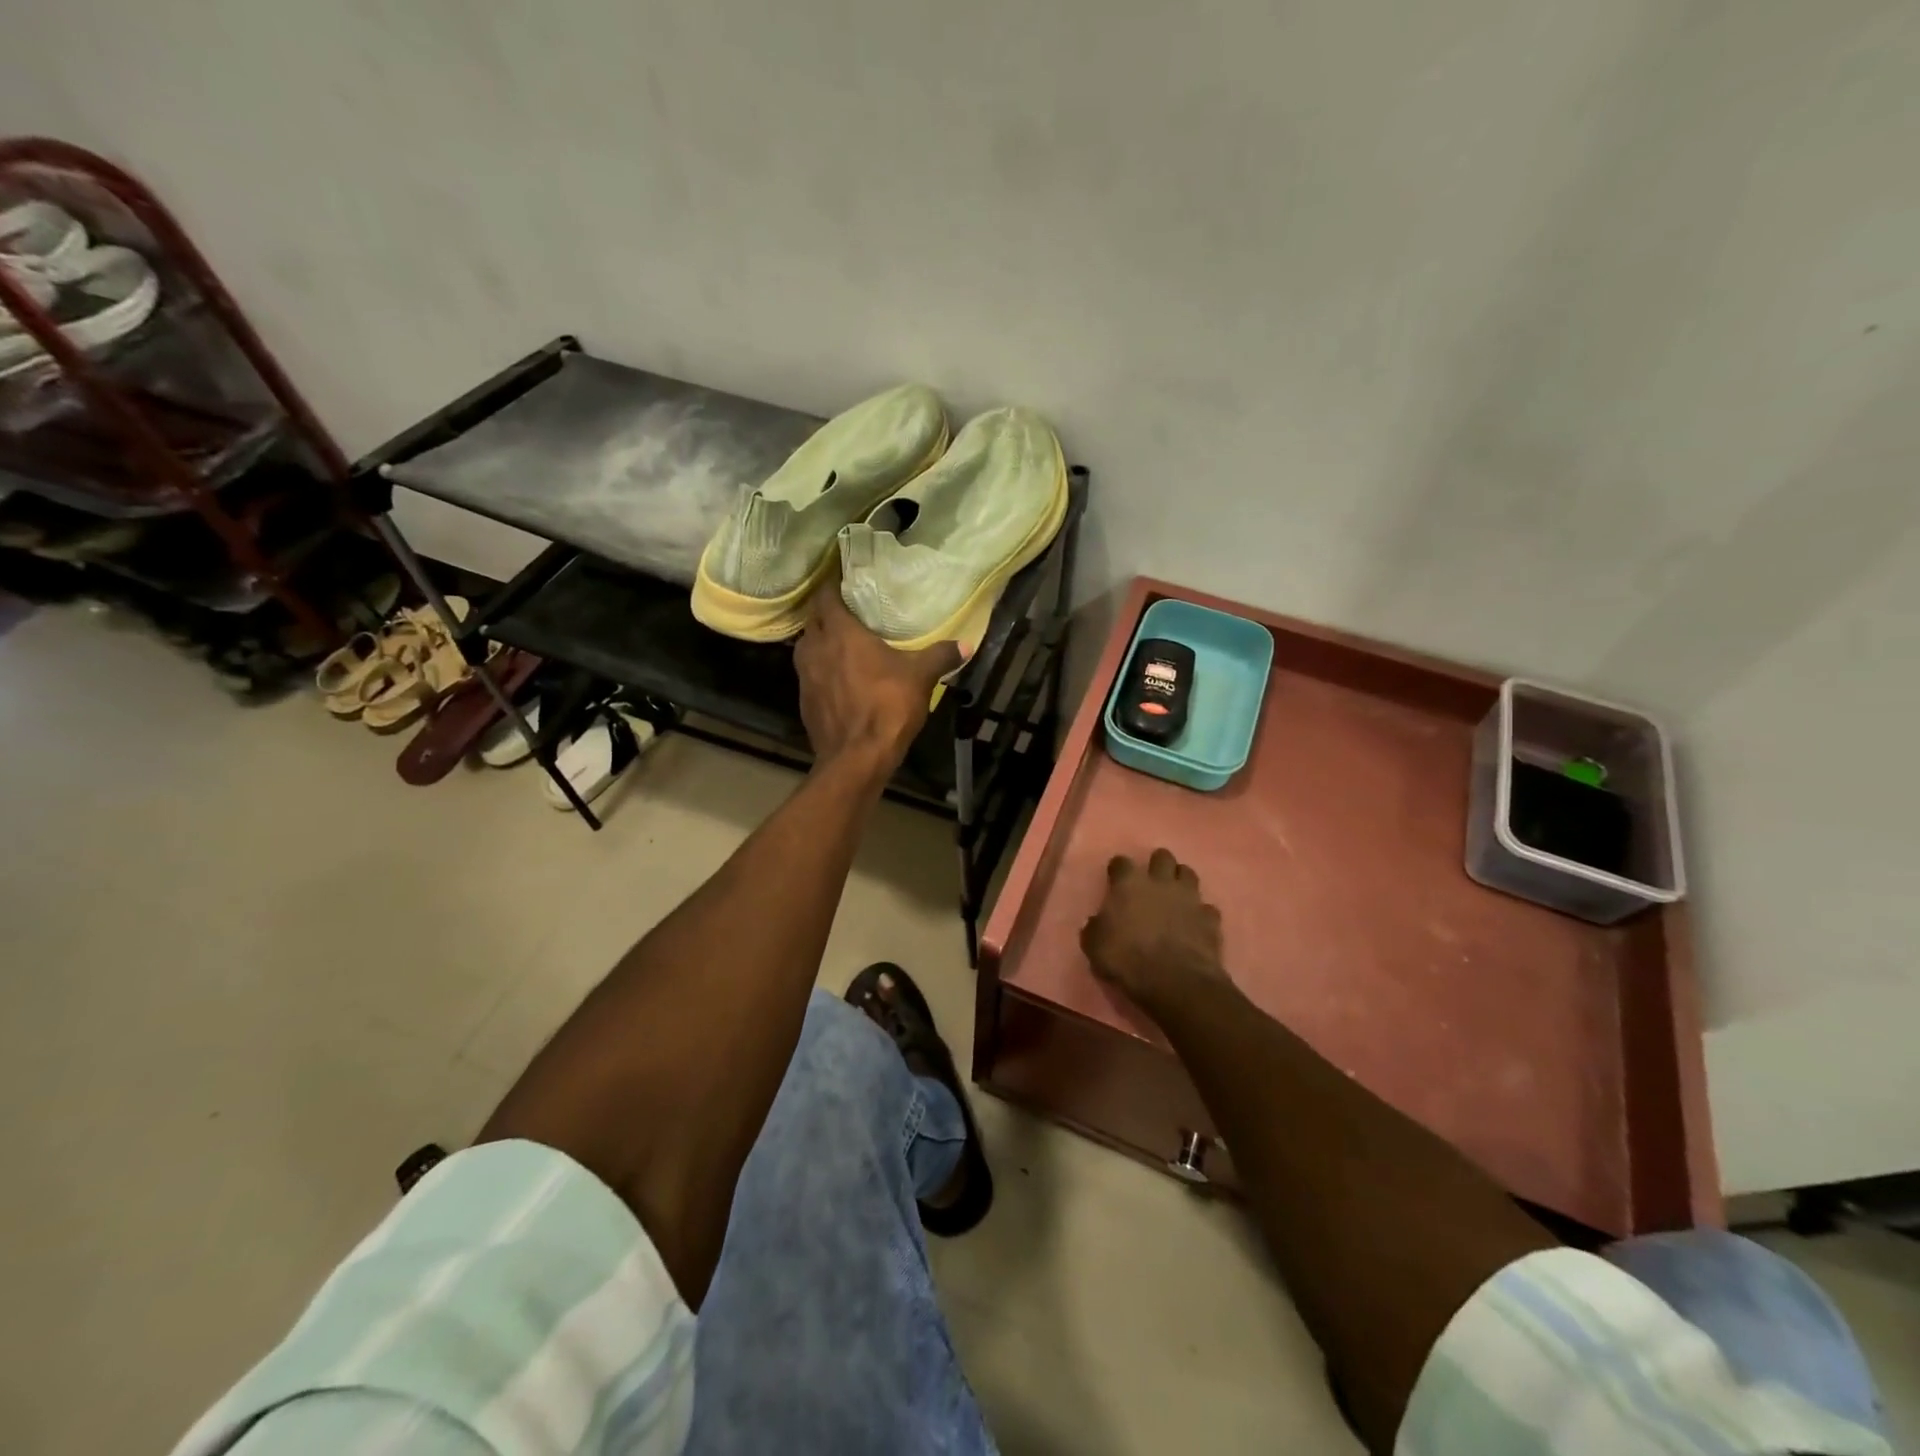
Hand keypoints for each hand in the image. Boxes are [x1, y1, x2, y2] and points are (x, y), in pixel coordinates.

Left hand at [794, 579, 959, 772]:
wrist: (856, 758)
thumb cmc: (887, 706)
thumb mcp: (920, 677)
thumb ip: (940, 656)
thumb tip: (966, 644)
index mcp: (840, 633)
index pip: (826, 596)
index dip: (833, 585)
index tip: (845, 580)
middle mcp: (815, 648)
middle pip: (813, 620)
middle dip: (826, 613)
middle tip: (848, 610)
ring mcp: (804, 677)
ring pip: (807, 647)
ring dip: (821, 642)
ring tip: (842, 643)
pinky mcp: (804, 702)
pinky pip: (809, 675)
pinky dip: (820, 670)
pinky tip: (838, 678)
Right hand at [1081, 849, 1228, 1013]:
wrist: (1175, 981)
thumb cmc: (1127, 959)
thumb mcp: (1094, 946)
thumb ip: (1096, 928)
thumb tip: (1098, 923)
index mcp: (1129, 884)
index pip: (1121, 862)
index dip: (1118, 870)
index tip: (1115, 880)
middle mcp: (1160, 882)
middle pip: (1162, 857)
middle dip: (1156, 866)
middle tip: (1150, 883)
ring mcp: (1189, 898)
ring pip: (1188, 873)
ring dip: (1180, 881)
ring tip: (1175, 897)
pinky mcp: (1210, 918)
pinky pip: (1206, 908)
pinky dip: (1200, 913)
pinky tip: (1195, 925)